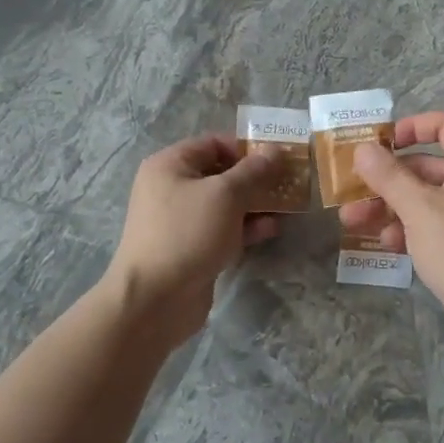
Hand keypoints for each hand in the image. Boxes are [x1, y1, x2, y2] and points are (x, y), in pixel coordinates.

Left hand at [104, 136, 280, 333]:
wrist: (155, 299)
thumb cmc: (187, 233)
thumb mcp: (225, 194)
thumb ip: (253, 171)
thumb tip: (275, 150)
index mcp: (170, 165)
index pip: (213, 143)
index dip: (246, 148)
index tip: (278, 159)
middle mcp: (171, 188)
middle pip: (220, 173)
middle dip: (255, 178)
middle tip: (288, 182)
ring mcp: (181, 220)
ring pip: (224, 203)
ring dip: (255, 204)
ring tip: (287, 206)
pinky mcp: (191, 247)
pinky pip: (222, 228)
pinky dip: (245, 227)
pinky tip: (272, 229)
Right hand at [338, 112, 443, 362]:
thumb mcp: (419, 208)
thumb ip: (388, 175)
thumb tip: (363, 149)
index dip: (411, 127)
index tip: (380, 143)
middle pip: (428, 164)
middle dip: (387, 178)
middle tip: (352, 189)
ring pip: (426, 197)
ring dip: (389, 205)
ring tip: (352, 221)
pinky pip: (433, 223)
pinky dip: (408, 227)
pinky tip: (383, 243)